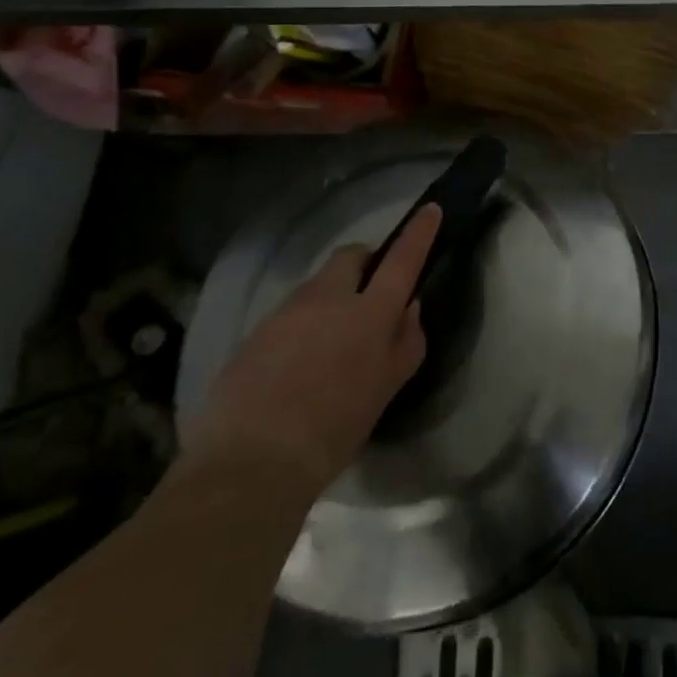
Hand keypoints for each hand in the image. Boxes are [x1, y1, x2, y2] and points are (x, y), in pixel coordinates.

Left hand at [183, 204, 441, 493]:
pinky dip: (300, 329)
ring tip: (327, 348)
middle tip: (368, 296)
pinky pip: (287, 317)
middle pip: (350, 256)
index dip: (418, 233)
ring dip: (330, 300)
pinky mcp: (254, 334)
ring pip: (316, 287)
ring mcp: (286, 312)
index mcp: (368, 314)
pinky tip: (293, 370)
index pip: (401, 260)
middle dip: (364, 264)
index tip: (429, 210)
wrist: (248, 466)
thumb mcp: (384, 393)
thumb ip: (404, 344)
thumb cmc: (332, 432)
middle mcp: (327, 299)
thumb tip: (409, 309)